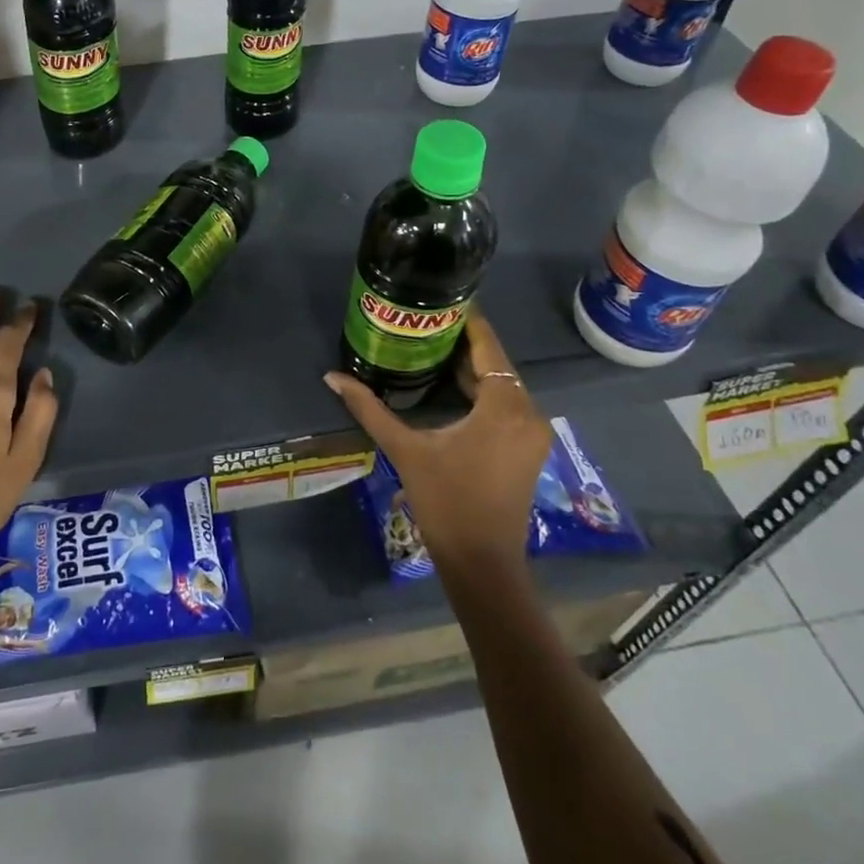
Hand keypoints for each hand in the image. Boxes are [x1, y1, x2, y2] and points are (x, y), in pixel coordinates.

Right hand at [324, 306, 551, 569]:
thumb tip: (332, 377)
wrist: (482, 562)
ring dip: (471, 367)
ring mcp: (532, 432)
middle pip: (495, 362)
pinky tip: (449, 384)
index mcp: (504, 406)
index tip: (441, 300)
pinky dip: (481, 390)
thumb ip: (369, 408)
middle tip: (424, 322)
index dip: (468, 321)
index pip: (488, 346)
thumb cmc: (445, 501)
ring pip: (501, 383)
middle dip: (462, 342)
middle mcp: (527, 411)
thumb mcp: (405, 449)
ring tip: (430, 346)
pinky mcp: (528, 447)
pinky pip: (505, 403)